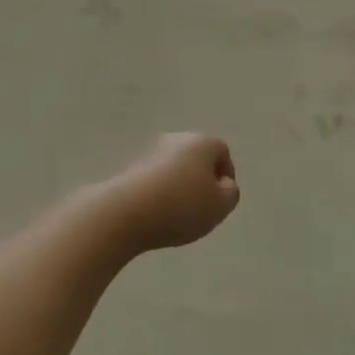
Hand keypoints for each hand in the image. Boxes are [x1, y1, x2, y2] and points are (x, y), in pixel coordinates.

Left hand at [100, 133, 240, 251]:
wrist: (124, 213)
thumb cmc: (181, 206)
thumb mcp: (221, 206)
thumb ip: (230, 193)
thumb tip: (222, 184)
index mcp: (202, 142)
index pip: (222, 152)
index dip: (226, 176)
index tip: (220, 200)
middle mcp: (176, 139)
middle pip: (197, 157)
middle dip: (201, 180)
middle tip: (201, 207)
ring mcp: (150, 151)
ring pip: (174, 167)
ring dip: (178, 186)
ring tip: (176, 214)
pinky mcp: (129, 167)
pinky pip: (153, 178)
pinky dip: (158, 192)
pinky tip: (155, 214)